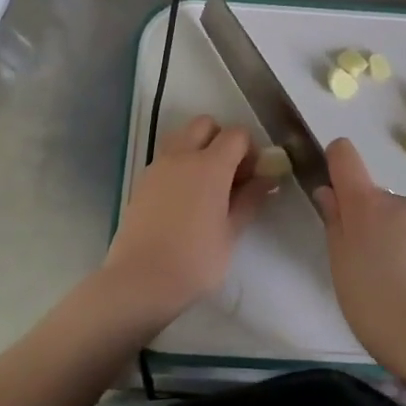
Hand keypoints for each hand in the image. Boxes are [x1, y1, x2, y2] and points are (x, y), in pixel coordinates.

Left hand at [102, 115, 274, 324]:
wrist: (139, 281)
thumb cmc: (195, 261)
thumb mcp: (231, 233)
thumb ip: (250, 200)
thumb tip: (266, 179)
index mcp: (210, 165)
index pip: (237, 134)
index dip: (251, 149)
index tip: (254, 175)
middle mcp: (182, 156)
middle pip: (205, 124)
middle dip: (222, 139)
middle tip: (230, 174)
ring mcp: (157, 166)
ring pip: (181, 136)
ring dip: (198, 147)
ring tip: (206, 185)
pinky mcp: (142, 181)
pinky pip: (165, 157)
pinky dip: (180, 163)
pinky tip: (185, 198)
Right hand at [313, 138, 405, 380]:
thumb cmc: (374, 301)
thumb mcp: (340, 263)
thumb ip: (334, 222)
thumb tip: (329, 192)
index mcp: (368, 202)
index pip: (345, 155)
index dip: (334, 163)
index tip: (330, 193)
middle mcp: (401, 203)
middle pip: (373, 198)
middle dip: (364, 221)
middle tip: (357, 265)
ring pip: (398, 223)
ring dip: (389, 242)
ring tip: (385, 288)